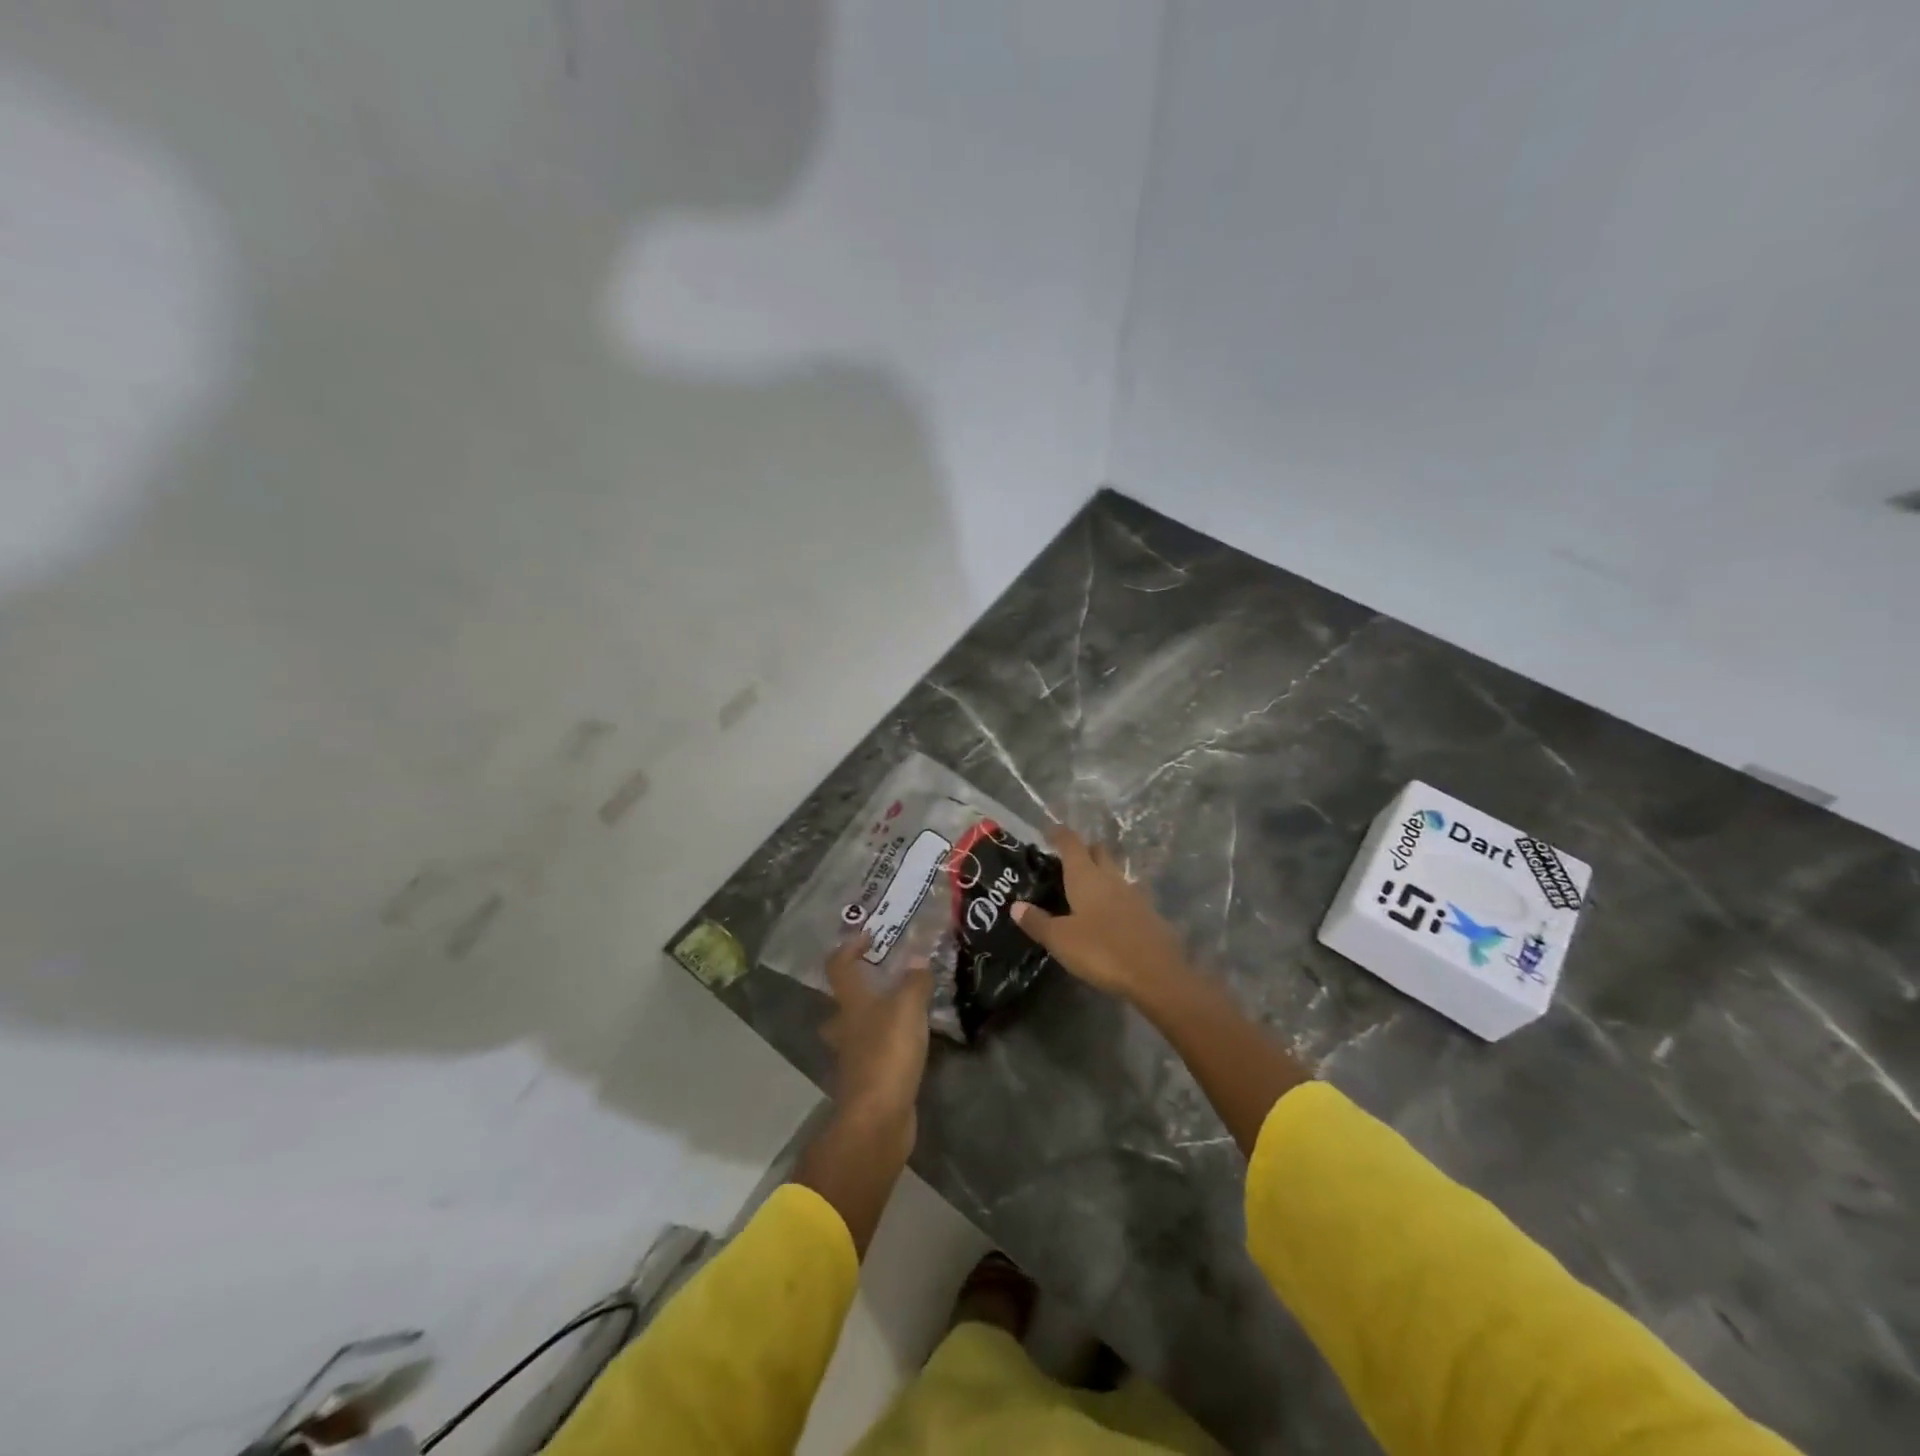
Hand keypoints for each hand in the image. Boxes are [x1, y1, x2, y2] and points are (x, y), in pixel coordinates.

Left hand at [821, 931, 933, 1129]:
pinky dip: (888, 1044)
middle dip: (859, 989)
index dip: (849, 948)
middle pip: (843, 1002)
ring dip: (874, 1018)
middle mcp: (845, 1028)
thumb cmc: (888, 1053)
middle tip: (884, 978)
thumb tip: (918, 957)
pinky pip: (875, 1053)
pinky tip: (910, 1042)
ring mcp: (854, 1057)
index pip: (839, 966)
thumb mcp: (908, 1008)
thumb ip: (915, 981)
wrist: (878, 1119)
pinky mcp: (868, 1081)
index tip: (868, 935)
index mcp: (851, 1004)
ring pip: (858, 1029)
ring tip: (903, 1010)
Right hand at [1011, 826, 1188, 1002]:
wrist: (1156, 974)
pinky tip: (1107, 914)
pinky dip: (1114, 896)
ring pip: (1114, 872)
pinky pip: (1126, 894)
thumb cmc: (1101, 950)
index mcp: (1086, 876)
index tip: (1049, 832)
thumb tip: (1015, 906)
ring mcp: (1133, 894)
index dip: (1059, 834)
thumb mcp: (1060, 940)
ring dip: (1101, 873)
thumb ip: (1037, 921)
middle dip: (1083, 850)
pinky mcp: (1148, 913)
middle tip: (1066, 861)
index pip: (1071, 843)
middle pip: (1098, 851)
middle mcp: (1111, 877)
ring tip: (1085, 889)